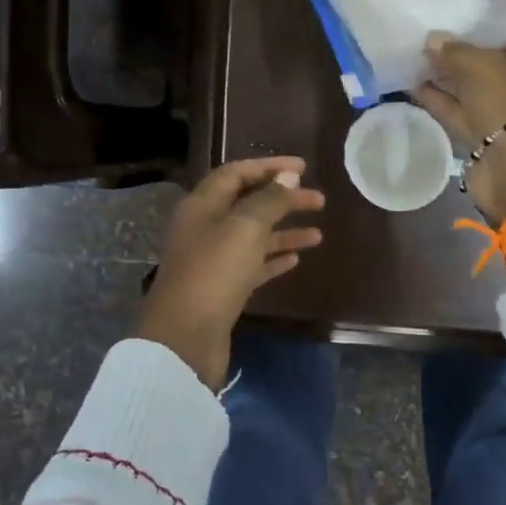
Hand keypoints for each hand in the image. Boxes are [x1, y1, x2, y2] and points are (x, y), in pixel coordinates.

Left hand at [137, 156, 325, 387]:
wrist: (186, 337)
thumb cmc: (214, 272)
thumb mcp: (245, 228)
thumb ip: (269, 200)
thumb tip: (288, 177)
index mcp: (202, 205)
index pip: (236, 173)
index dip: (269, 167)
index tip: (302, 168)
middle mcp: (204, 228)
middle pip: (247, 204)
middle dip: (283, 200)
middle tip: (319, 200)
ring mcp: (212, 260)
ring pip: (253, 237)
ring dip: (284, 232)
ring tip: (317, 235)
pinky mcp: (221, 289)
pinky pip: (251, 265)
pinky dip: (273, 259)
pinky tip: (296, 260)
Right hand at [414, 0, 505, 223]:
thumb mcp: (483, 67)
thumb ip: (455, 50)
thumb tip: (432, 41)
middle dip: (477, 32)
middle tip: (446, 14)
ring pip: (478, 78)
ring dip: (452, 65)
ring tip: (421, 45)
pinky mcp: (485, 129)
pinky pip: (460, 106)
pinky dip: (439, 95)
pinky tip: (412, 80)